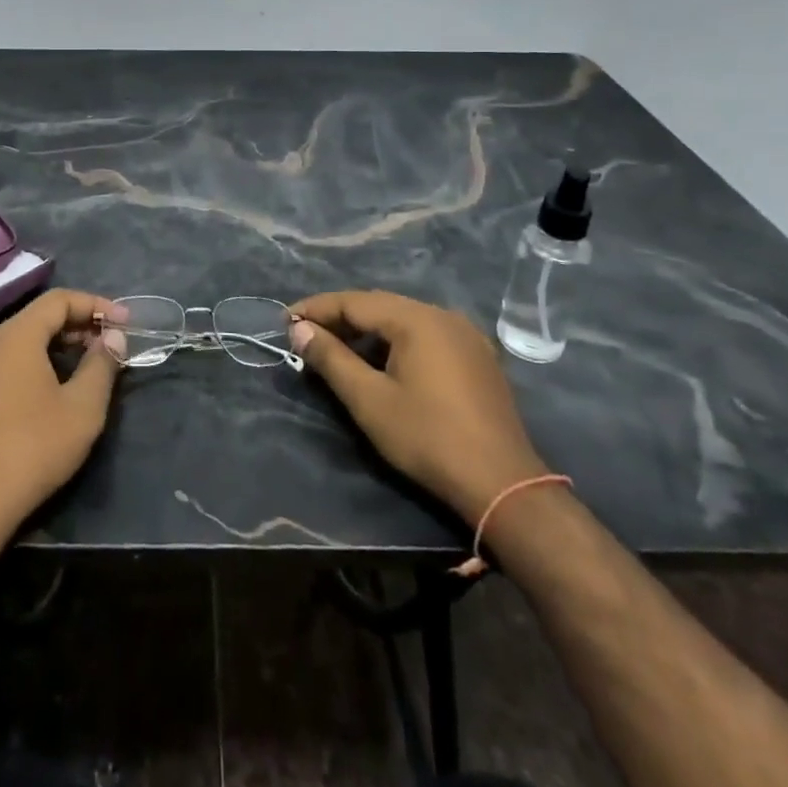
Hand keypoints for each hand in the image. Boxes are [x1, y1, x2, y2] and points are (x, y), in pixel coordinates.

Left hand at [0, 289, 125, 552]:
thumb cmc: (33, 451)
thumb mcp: (84, 408)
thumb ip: (101, 364)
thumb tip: (112, 336)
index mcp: (16, 337)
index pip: (58, 301)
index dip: (93, 305)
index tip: (121, 323)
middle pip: (31, 320)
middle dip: (70, 327)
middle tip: (99, 348)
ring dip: (32, 347)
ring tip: (56, 367)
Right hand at [290, 290, 549, 525]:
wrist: (503, 485)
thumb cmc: (428, 438)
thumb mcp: (369, 400)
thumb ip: (331, 359)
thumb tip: (299, 329)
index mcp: (417, 319)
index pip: (355, 301)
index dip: (316, 309)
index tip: (284, 321)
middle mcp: (443, 315)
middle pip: (380, 306)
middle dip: (340, 318)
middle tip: (305, 334)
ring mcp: (465, 335)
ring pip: (403, 320)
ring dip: (367, 331)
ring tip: (336, 349)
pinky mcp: (477, 358)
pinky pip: (425, 336)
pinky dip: (395, 342)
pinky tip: (380, 363)